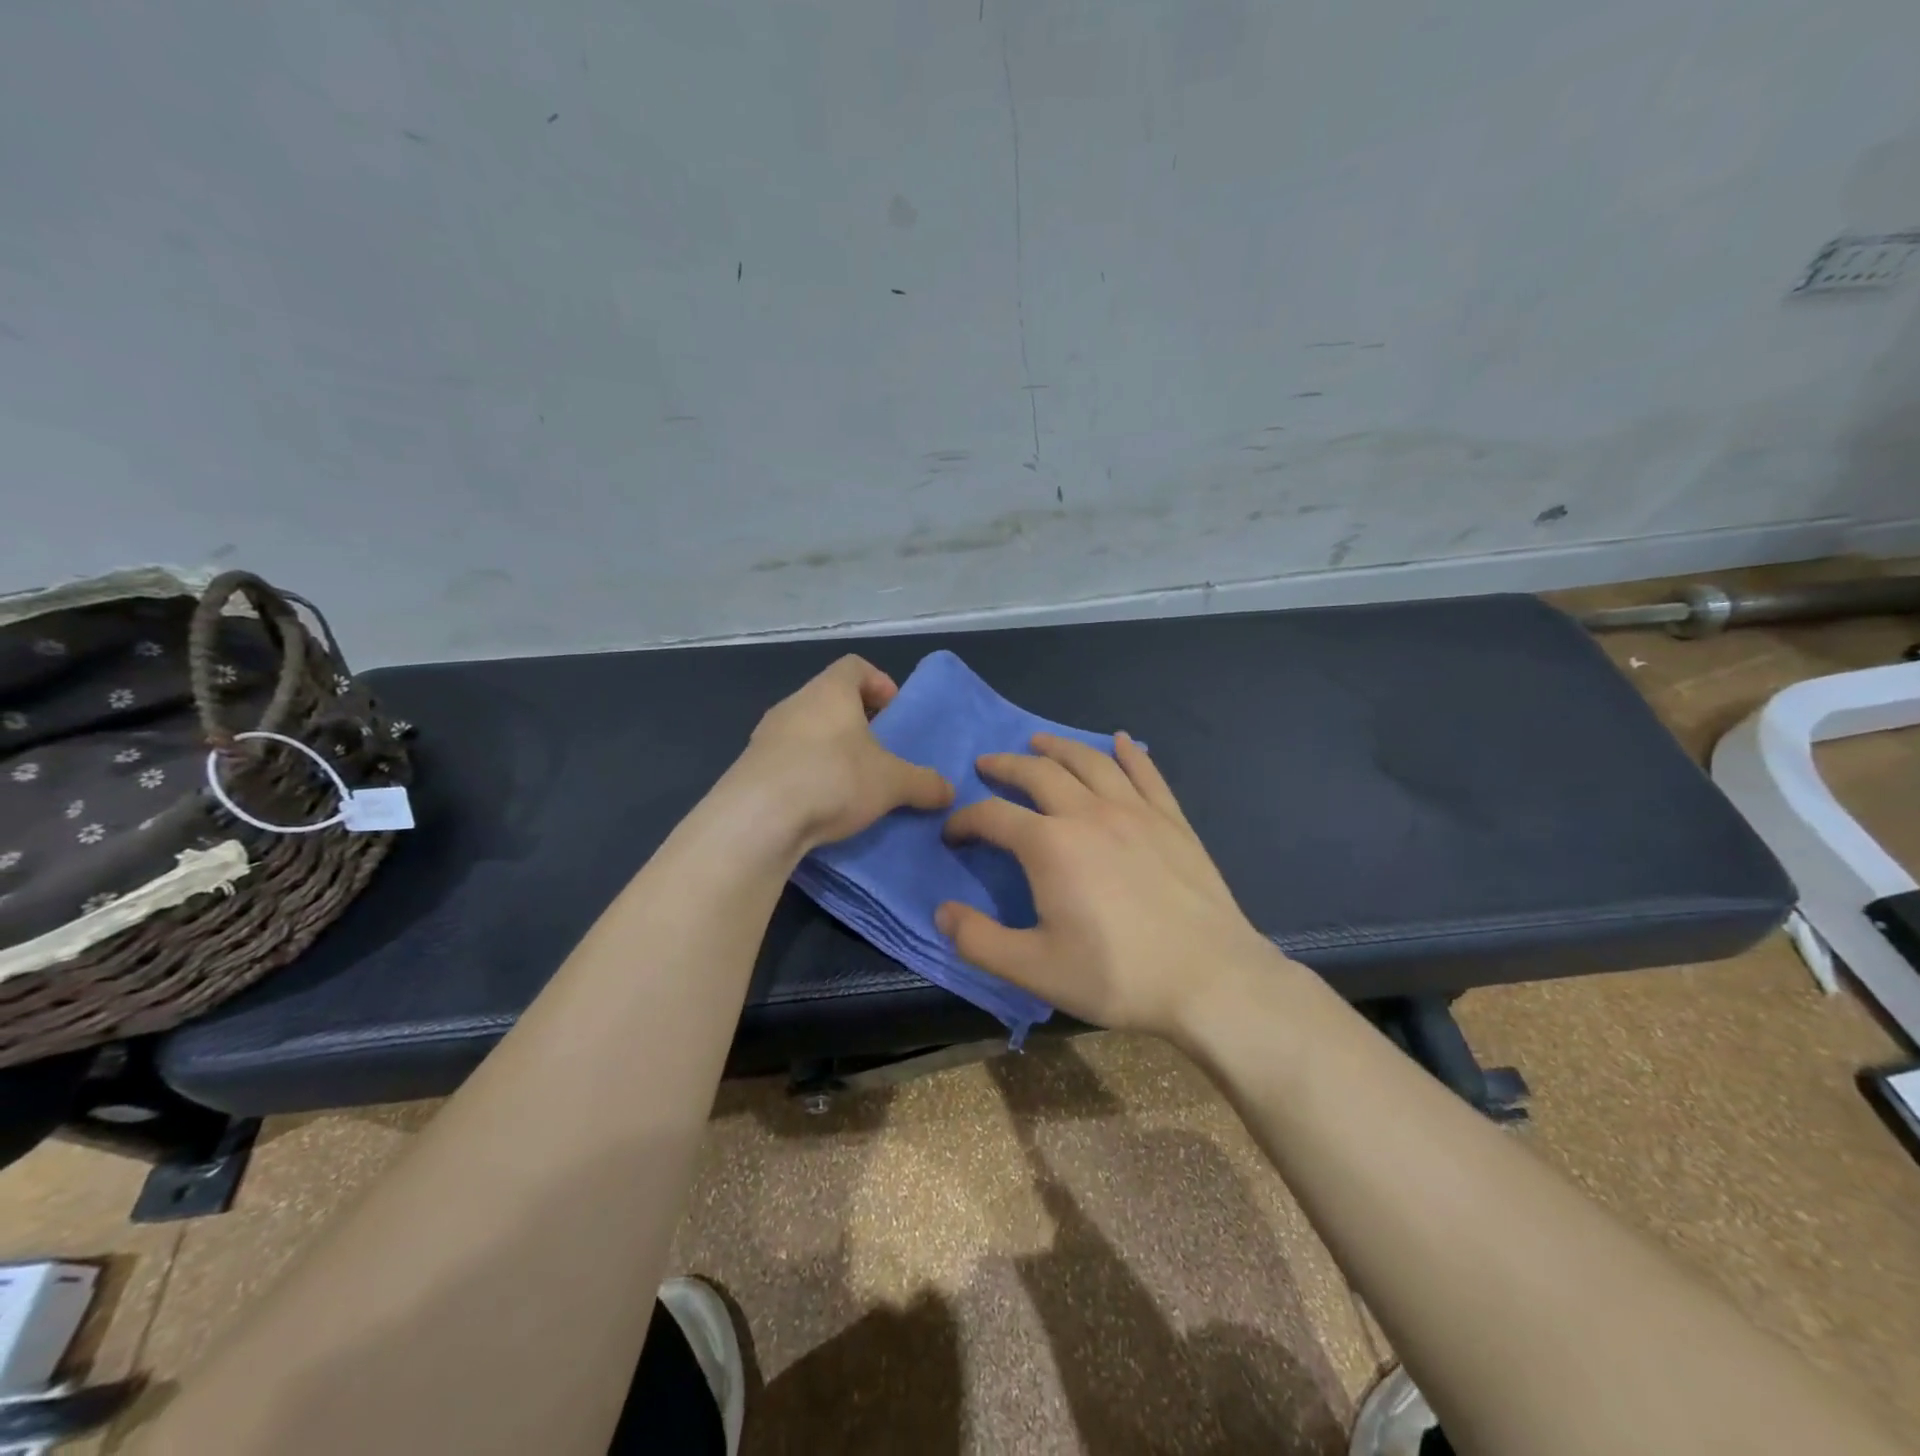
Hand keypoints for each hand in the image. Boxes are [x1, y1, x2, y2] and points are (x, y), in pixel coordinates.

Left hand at [734, 655, 954, 849]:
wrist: (757, 819)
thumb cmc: (833, 779)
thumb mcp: (892, 783)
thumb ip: (923, 783)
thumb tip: (950, 790)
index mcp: (829, 691)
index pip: (855, 666)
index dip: (879, 683)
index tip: (894, 712)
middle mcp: (794, 704)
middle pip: (829, 699)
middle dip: (856, 722)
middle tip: (878, 751)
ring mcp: (766, 735)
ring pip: (806, 730)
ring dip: (829, 749)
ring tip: (850, 781)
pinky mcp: (749, 768)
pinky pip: (786, 760)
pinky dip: (806, 773)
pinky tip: (819, 803)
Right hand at [936, 733, 1284, 1035]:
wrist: (1210, 978)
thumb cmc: (1117, 975)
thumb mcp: (1034, 970)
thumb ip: (979, 940)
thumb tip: (942, 912)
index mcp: (1049, 845)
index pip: (992, 816)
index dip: (965, 820)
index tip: (953, 833)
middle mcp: (1088, 813)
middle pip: (1039, 772)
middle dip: (1006, 765)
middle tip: (988, 764)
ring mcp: (1136, 811)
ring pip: (1090, 762)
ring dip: (1059, 747)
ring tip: (1039, 741)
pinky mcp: (1172, 820)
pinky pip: (1146, 773)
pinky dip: (1129, 752)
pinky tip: (1121, 741)